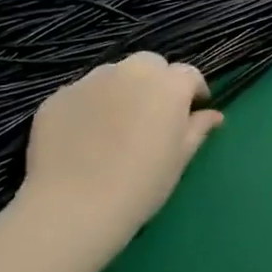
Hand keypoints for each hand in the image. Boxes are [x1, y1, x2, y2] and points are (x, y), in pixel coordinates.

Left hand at [18, 54, 223, 253]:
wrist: (75, 207)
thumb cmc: (142, 184)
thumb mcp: (180, 158)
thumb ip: (198, 128)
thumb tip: (213, 115)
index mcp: (168, 85)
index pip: (189, 74)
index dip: (194, 91)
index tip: (193, 111)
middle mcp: (130, 72)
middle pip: (150, 64)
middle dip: (156, 81)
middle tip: (153, 114)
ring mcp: (90, 81)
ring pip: (113, 75)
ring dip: (122, 89)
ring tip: (116, 124)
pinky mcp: (57, 97)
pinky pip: (82, 94)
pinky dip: (89, 107)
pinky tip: (85, 138)